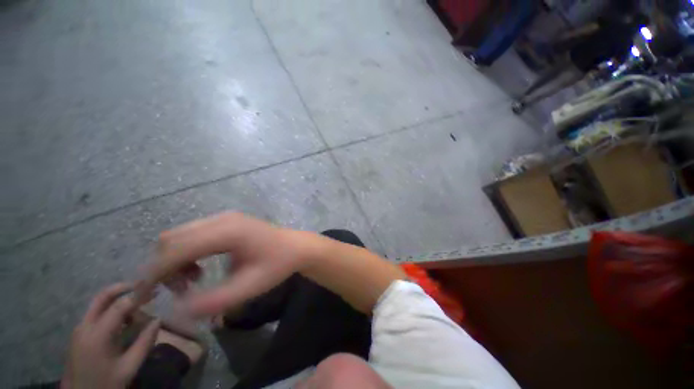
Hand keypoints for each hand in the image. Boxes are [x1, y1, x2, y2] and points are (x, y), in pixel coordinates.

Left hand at [62, 283, 159, 388]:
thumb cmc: (105, 382)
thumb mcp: (129, 368)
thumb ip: (144, 343)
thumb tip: (158, 320)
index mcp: (97, 334)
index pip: (120, 305)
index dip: (139, 295)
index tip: (156, 289)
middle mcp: (85, 326)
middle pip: (102, 297)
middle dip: (123, 287)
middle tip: (143, 285)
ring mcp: (80, 329)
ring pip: (98, 304)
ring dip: (118, 299)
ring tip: (137, 306)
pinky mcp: (79, 334)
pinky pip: (96, 314)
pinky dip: (111, 310)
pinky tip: (123, 321)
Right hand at [136, 212, 314, 316]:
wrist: (296, 247)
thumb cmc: (278, 265)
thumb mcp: (250, 286)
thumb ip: (215, 300)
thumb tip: (178, 309)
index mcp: (228, 231)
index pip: (176, 248)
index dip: (154, 273)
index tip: (143, 297)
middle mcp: (222, 219)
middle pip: (172, 239)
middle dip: (164, 267)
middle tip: (180, 290)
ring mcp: (224, 218)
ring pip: (180, 236)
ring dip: (175, 260)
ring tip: (193, 280)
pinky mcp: (225, 222)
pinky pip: (193, 235)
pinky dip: (186, 253)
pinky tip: (200, 267)